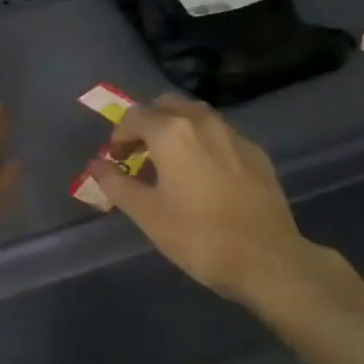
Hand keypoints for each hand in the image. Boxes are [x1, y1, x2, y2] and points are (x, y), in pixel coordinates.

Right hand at [88, 93, 331, 306]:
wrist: (267, 259)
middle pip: (167, 105)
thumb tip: (96, 164)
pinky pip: (220, 135)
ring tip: (170, 162)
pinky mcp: (256, 154)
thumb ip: (116, 183)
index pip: (134, 115)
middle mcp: (203, 122)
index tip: (115, 160)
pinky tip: (204, 174)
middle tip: (139, 153)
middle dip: (148, 122)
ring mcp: (234, 135)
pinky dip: (203, 142)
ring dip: (176, 129)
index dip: (119, 135)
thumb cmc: (198, 236)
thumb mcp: (146, 213)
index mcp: (171, 132)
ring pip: (196, 116)